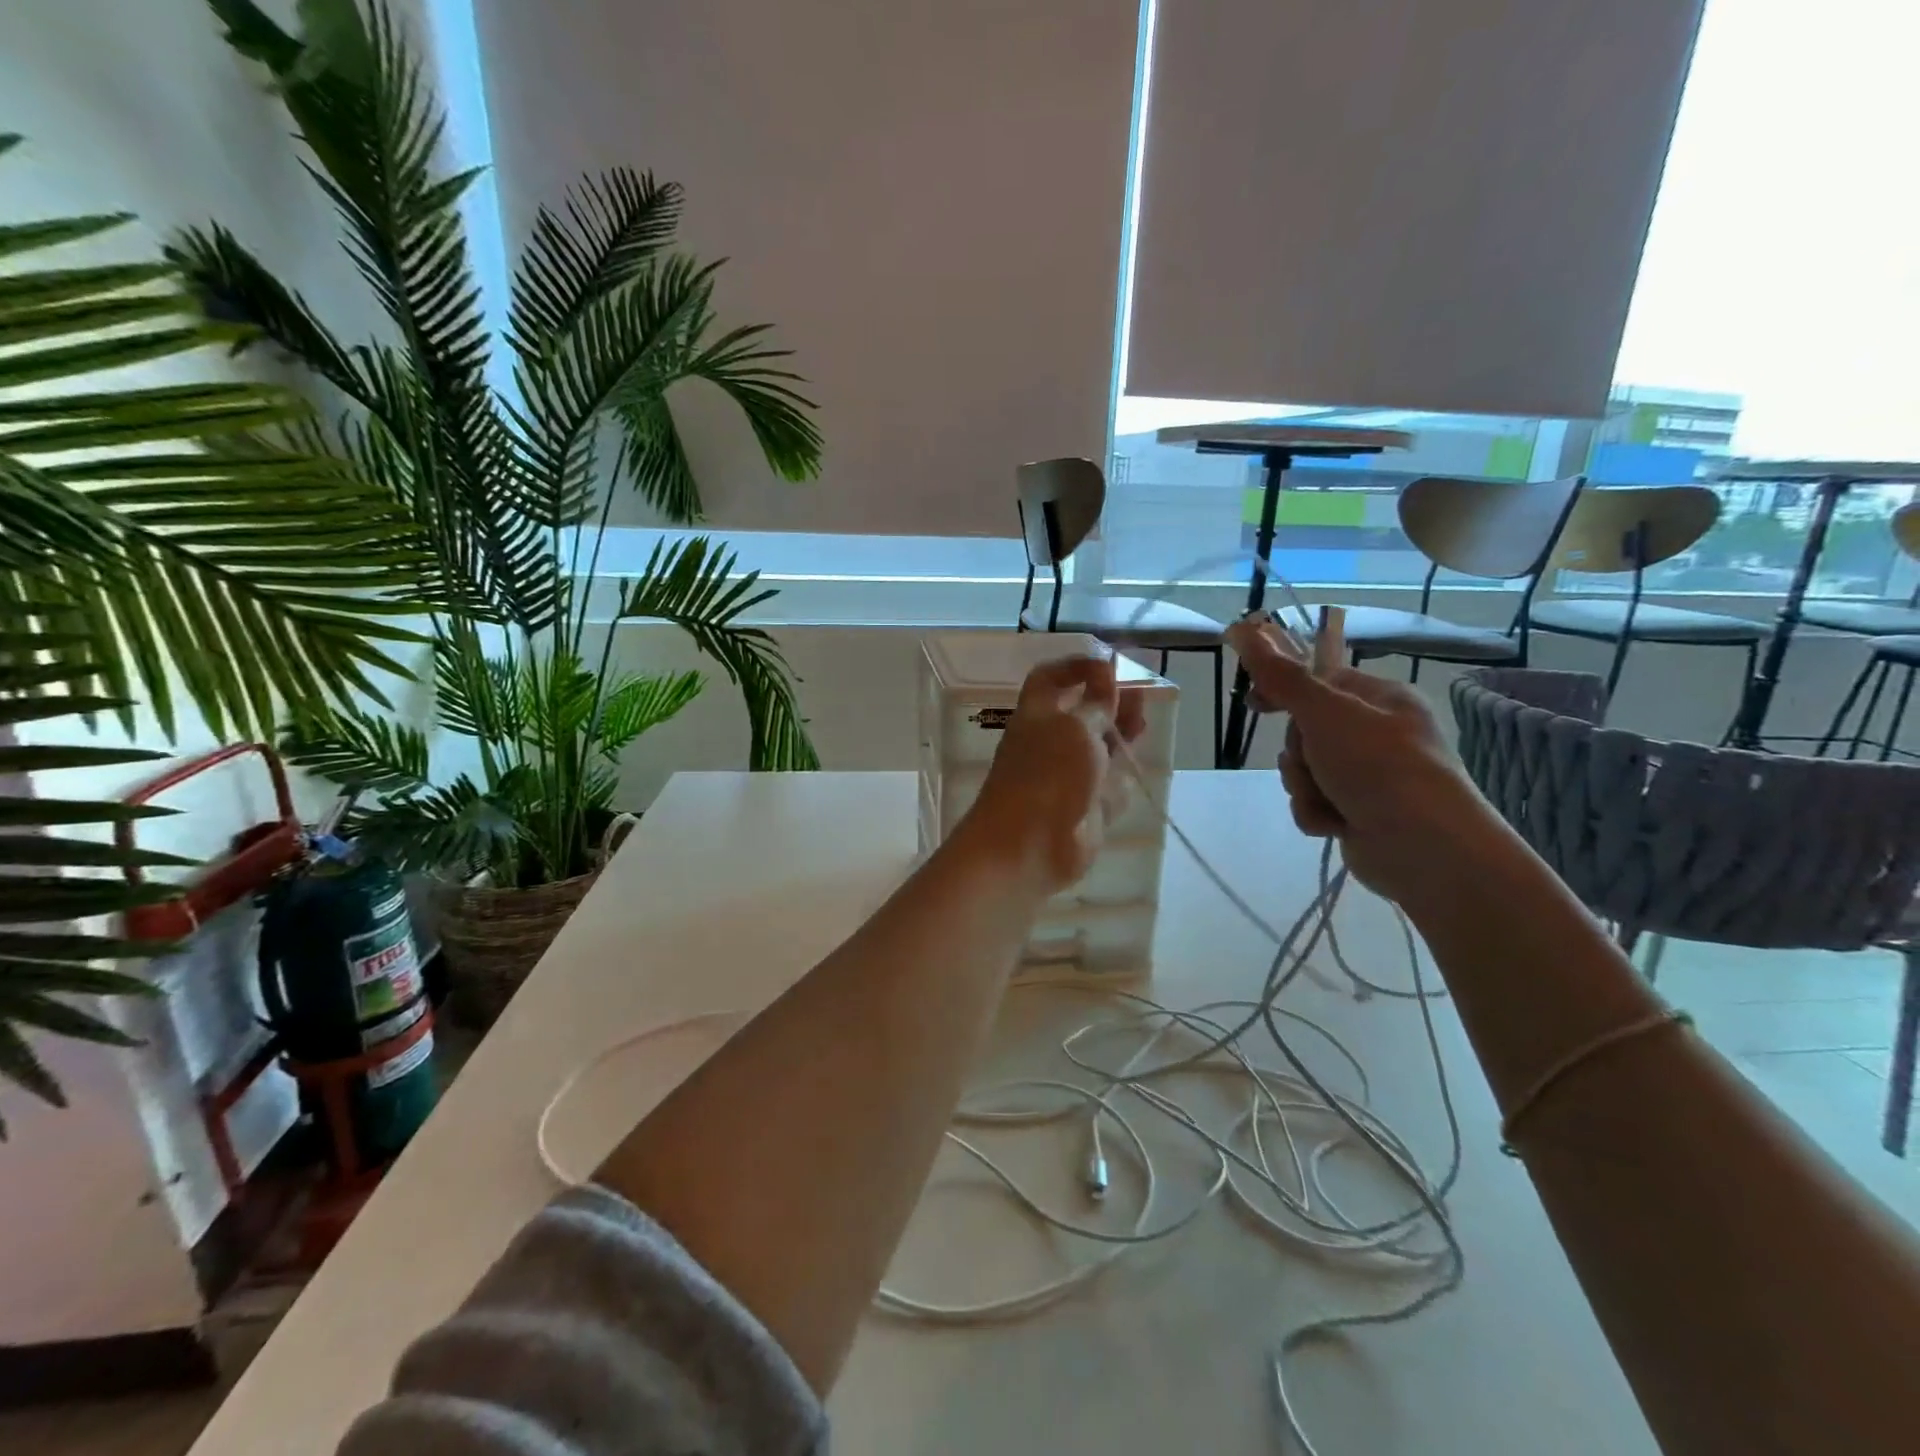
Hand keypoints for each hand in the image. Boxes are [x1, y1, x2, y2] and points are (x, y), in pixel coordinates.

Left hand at [961, 654, 1146, 892]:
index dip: (1078, 667)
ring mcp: (1069, 776)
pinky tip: (1136, 768)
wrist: (1030, 846)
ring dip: (1122, 735)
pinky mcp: (1086, 808)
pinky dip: (1121, 778)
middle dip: (1110, 702)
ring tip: (1144, 723)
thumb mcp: (1076, 727)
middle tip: (1141, 695)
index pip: (1052, 678)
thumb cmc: (1048, 775)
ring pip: (1100, 749)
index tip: (1111, 664)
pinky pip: (1109, 787)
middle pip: (1083, 713)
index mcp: (1038, 715)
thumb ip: (1096, 703)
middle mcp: (1051, 742)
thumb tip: (1105, 672)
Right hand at [1225, 616, 1500, 903]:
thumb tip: (1243, 627)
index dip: (1282, 690)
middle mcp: (1377, 733)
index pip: (1318, 680)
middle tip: (1310, 761)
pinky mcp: (1360, 812)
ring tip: (1329, 800)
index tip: (1254, 702)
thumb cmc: (1379, 766)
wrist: (1425, 848)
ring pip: (1305, 770)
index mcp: (1380, 699)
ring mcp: (1370, 775)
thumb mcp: (1325, 713)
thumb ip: (1281, 676)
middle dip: (1298, 752)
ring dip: (1305, 786)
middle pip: (1305, 731)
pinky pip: (1315, 802)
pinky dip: (1317, 813)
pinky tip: (1335, 824)